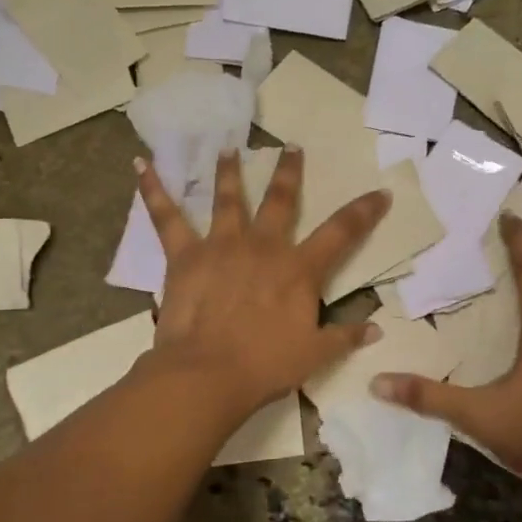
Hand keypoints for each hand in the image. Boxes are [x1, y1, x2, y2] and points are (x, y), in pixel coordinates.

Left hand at [135, 148, 389, 417]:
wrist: (207, 373)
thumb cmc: (265, 365)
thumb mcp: (315, 355)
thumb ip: (345, 337)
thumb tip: (377, 329)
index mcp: (299, 269)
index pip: (341, 232)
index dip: (364, 211)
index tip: (380, 192)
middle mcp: (263, 246)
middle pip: (280, 200)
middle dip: (289, 172)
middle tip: (292, 147)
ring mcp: (222, 245)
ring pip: (228, 198)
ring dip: (229, 171)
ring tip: (228, 148)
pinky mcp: (185, 254)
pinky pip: (166, 217)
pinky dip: (153, 190)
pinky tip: (141, 165)